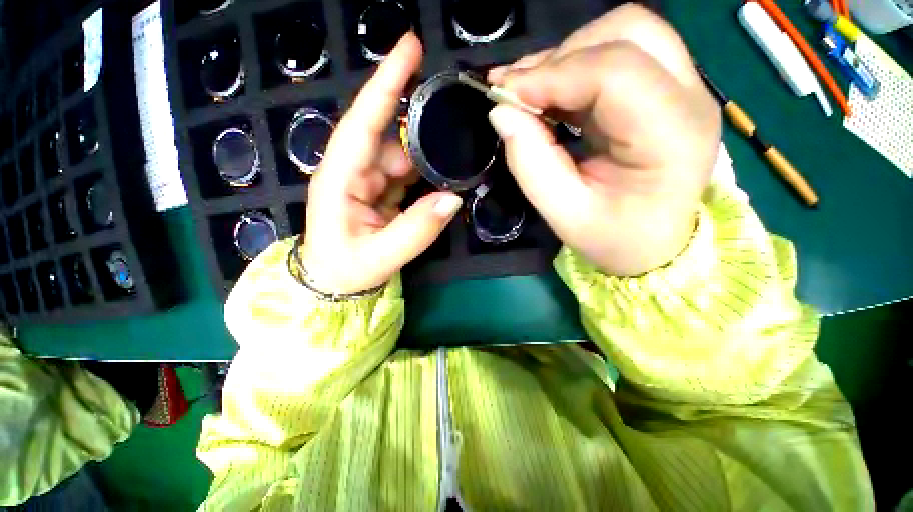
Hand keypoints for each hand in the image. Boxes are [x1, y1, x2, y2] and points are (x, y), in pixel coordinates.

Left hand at [300, 34, 461, 294]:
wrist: (333, 282)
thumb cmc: (345, 269)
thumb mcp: (381, 256)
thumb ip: (417, 230)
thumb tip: (452, 199)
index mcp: (340, 179)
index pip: (363, 123)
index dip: (386, 84)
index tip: (411, 48)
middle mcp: (353, 171)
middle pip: (389, 135)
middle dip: (419, 125)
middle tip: (453, 121)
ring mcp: (368, 179)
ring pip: (401, 154)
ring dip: (426, 156)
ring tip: (451, 160)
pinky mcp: (380, 190)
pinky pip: (406, 172)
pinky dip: (424, 172)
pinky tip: (440, 177)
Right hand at [487, 4, 720, 275]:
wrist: (653, 245)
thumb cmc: (613, 238)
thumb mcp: (564, 214)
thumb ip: (530, 165)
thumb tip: (501, 112)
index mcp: (673, 137)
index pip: (615, 72)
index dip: (552, 74)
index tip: (505, 95)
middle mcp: (689, 99)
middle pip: (628, 32)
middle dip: (561, 56)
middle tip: (519, 92)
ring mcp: (682, 89)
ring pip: (624, 33)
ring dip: (567, 56)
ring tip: (529, 91)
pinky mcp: (664, 91)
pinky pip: (618, 54)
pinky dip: (574, 67)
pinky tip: (549, 94)